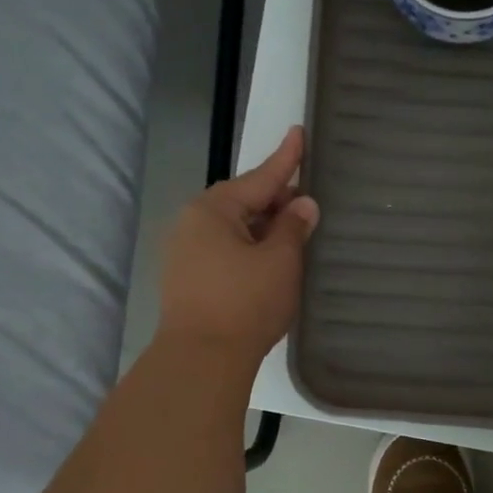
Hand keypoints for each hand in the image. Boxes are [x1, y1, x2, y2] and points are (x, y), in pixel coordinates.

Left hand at [158, 126, 318, 362]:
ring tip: (295, 232)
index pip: (260, 178)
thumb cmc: (245, 303)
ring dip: (264, 228)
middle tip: (308, 200)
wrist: (201, 360)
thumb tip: (303, 205)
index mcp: (213, 210)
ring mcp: (185, 254)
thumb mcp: (280, 261)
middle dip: (275, 201)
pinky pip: (225, 252)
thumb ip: (293, 227)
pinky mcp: (187, 281)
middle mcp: (192, 224)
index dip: (285, 158)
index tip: (299, 131)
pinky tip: (269, 262)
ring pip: (234, 229)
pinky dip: (250, 250)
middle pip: (243, 202)